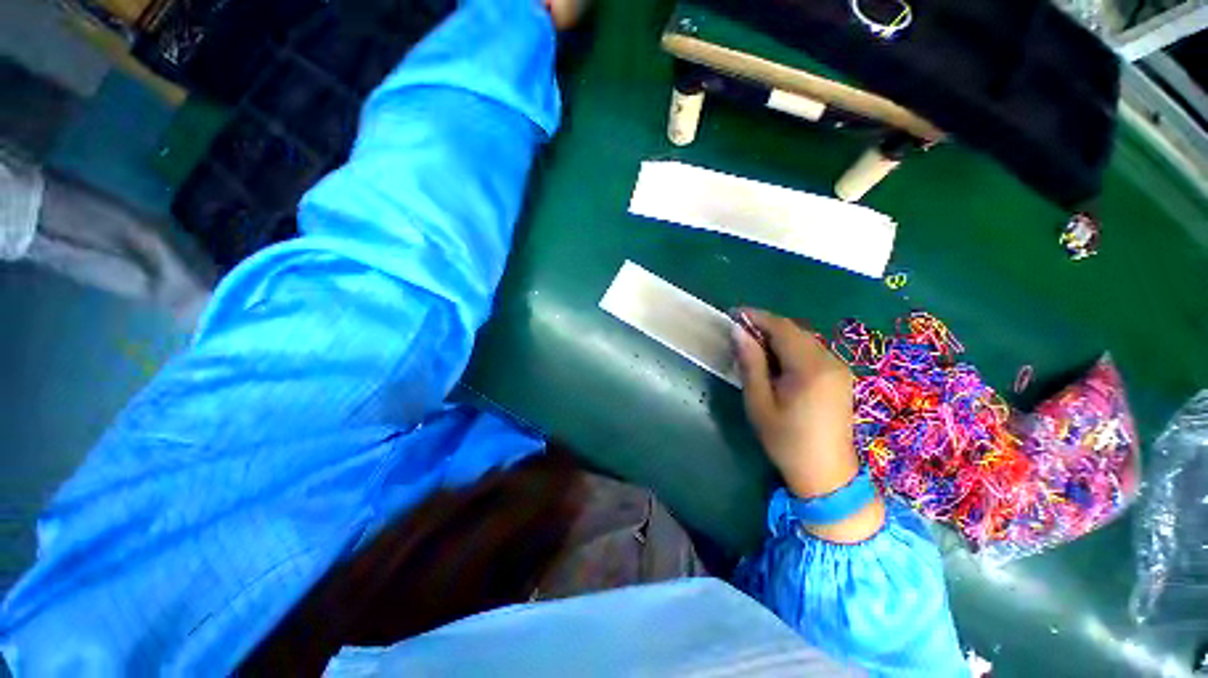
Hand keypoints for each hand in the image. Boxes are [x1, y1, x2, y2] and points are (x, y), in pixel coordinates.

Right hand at [733, 308, 883, 542]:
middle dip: (766, 326)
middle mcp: (830, 361)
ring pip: (804, 339)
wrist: (826, 475)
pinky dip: (791, 348)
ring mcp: (839, 369)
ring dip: (778, 337)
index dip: (756, 317)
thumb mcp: (759, 402)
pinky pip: (812, 351)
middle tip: (739, 332)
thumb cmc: (786, 440)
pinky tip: (776, 361)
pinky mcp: (840, 377)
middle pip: (795, 330)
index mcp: (810, 368)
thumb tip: (738, 331)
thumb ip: (750, 363)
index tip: (733, 314)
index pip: (782, 328)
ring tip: (753, 345)